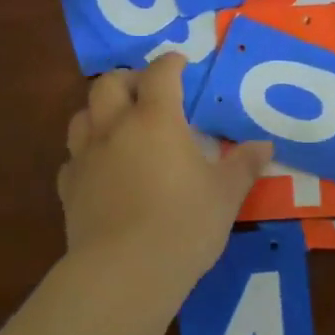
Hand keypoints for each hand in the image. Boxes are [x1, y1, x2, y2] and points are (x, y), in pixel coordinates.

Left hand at [59, 54, 271, 286]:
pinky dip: (86, 154)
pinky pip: (73, 158)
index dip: (171, 63)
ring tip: (119, 124)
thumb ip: (244, 164)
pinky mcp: (69, 188)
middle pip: (110, 83)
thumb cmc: (184, 224)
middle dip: (129, 78)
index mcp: (155, 119)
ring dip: (100, 110)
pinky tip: (101, 169)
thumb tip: (265, 145)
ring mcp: (86, 157)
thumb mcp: (226, 194)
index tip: (181, 63)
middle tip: (148, 91)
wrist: (125, 272)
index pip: (160, 74)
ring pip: (82, 115)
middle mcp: (115, 127)